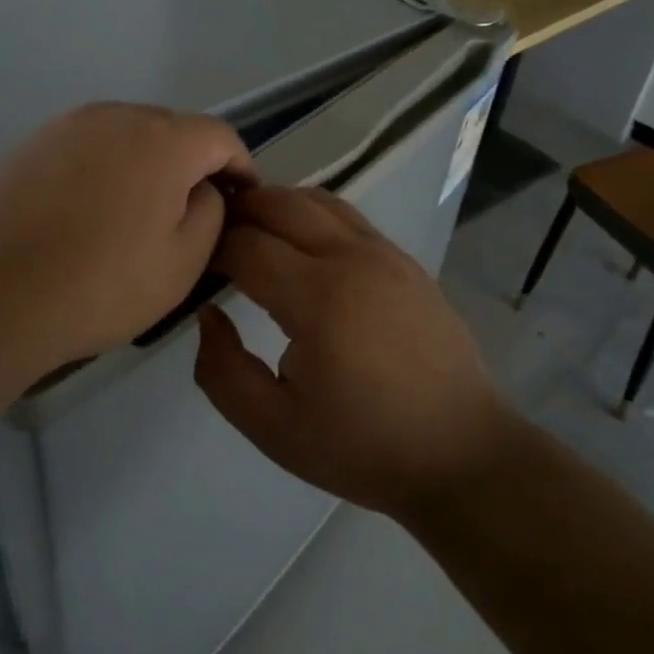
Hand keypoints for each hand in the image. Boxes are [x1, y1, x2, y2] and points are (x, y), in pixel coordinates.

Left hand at [0, 103, 255, 372]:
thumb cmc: (100, 286)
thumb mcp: (183, 262)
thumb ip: (211, 212)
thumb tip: (203, 188)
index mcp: (162, 139)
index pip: (220, 136)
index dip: (240, 167)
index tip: (243, 201)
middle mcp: (115, 115)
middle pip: (172, 129)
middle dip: (192, 164)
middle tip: (190, 212)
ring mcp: (65, 126)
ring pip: (126, 136)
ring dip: (145, 165)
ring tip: (137, 214)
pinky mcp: (29, 145)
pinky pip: (86, 148)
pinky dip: (102, 170)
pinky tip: (87, 213)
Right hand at [194, 186, 515, 520]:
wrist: (461, 454)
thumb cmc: (364, 447)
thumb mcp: (272, 428)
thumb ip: (222, 370)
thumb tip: (209, 314)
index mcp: (319, 299)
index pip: (246, 244)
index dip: (211, 247)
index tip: (193, 265)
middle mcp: (352, 259)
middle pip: (280, 203)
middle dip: (238, 211)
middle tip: (212, 236)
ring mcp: (385, 253)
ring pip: (317, 199)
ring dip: (275, 204)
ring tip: (250, 231)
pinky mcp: (405, 260)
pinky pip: (347, 216)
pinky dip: (311, 214)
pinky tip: (300, 245)